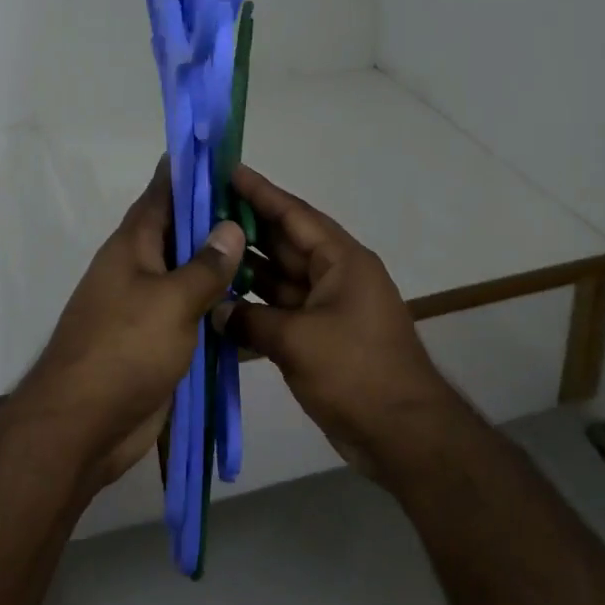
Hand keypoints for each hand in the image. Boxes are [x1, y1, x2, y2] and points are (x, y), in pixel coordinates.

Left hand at [25, 158, 245, 486]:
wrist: (84, 427)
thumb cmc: (124, 350)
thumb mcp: (171, 301)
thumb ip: (205, 266)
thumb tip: (230, 227)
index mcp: (133, 247)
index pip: (161, 194)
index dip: (189, 172)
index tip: (221, 153)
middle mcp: (139, 270)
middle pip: (181, 234)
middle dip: (217, 220)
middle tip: (264, 208)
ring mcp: (149, 309)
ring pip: (191, 277)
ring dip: (223, 268)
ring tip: (269, 253)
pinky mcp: (160, 344)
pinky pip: (196, 317)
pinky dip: (222, 312)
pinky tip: (256, 309)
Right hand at [215, 165, 464, 478]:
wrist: (402, 433)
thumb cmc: (356, 372)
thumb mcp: (299, 341)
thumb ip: (252, 321)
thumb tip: (217, 310)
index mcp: (342, 261)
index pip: (294, 215)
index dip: (261, 193)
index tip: (228, 171)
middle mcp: (335, 276)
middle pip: (285, 243)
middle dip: (246, 228)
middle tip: (202, 211)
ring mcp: (328, 308)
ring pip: (281, 278)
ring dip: (247, 269)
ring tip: (202, 251)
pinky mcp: (320, 337)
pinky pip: (282, 311)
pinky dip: (255, 307)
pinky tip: (220, 301)